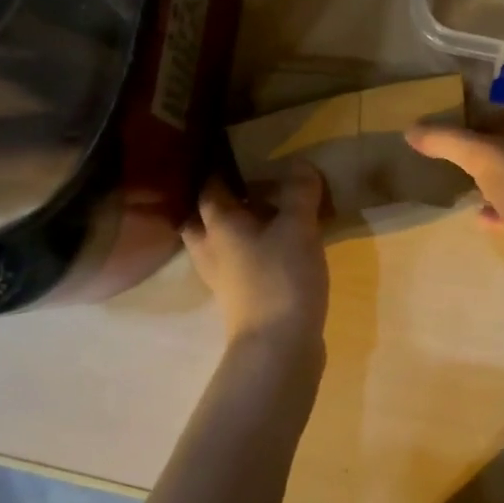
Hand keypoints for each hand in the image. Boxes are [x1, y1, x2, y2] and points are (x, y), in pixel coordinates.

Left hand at [182, 161, 329, 361]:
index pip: (211, 187)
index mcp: (219, 223)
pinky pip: (236, 264)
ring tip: (266, 218)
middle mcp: (211, 248)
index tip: (245, 156)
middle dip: (222, 203)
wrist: (278, 346)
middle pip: (204, 218)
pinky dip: (250, 253)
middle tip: (251, 189)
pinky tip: (276, 250)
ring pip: (219, 244)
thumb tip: (299, 163)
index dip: (224, 169)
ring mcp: (221, 277)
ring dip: (236, 230)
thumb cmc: (282, 277)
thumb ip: (299, 192)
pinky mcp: (238, 298)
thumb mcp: (298, 226)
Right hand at [406, 113, 503, 294]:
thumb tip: (411, 129)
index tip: (438, 128)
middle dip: (474, 152)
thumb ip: (449, 142)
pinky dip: (494, 211)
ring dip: (483, 182)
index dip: (471, 118)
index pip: (503, 115)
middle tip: (438, 157)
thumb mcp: (487, 160)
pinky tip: (477, 218)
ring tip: (451, 185)